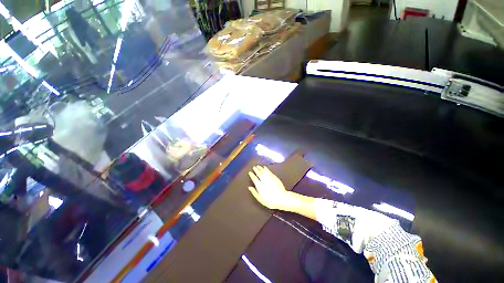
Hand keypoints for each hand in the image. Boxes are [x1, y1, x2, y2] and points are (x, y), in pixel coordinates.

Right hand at [248, 165, 299, 210]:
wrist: (281, 198)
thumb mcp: (260, 199)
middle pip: (259, 173)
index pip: (254, 178)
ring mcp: (269, 178)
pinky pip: (269, 171)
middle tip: (254, 167)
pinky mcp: (274, 177)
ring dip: (260, 168)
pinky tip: (265, 167)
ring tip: (258, 166)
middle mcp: (264, 180)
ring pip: (263, 171)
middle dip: (256, 170)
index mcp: (259, 185)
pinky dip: (266, 169)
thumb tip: (249, 187)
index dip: (252, 175)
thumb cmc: (270, 201)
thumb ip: (254, 193)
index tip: (250, 172)